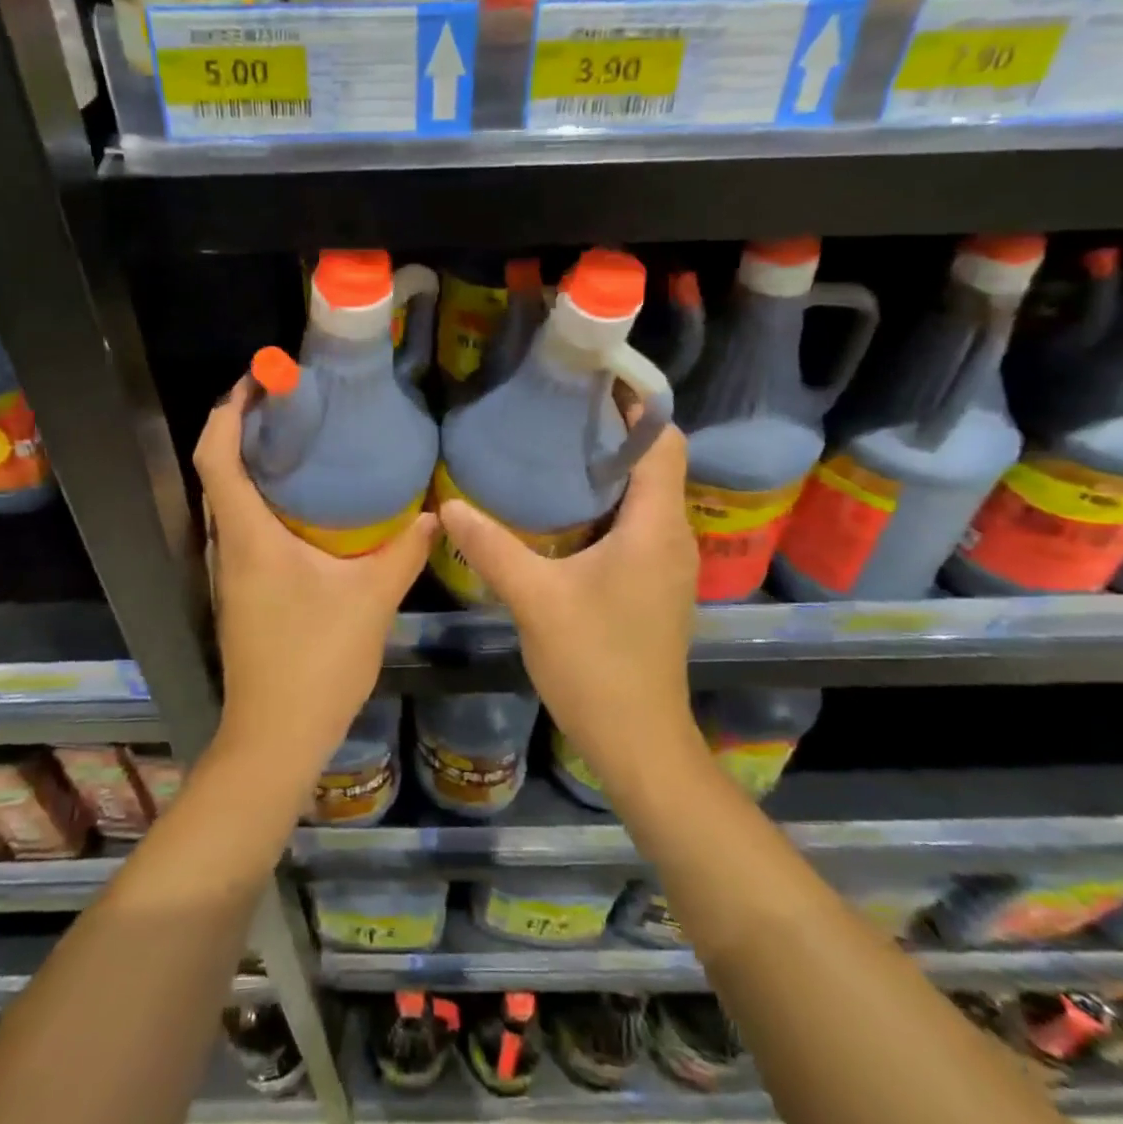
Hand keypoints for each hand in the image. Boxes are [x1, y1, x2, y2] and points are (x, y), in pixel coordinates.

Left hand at [193, 376, 437, 787]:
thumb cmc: (315, 662)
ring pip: (230, 501)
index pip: (217, 457)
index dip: (228, 412)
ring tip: (304, 442)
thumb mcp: (370, 601)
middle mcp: (228, 546)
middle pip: (218, 472)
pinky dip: (265, 500)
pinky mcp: (241, 591)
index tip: (257, 381)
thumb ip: (404, 552)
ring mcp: (230, 572)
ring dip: (254, 465)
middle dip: (244, 429)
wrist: (275, 737)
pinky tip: (308, 506)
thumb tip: (435, 514)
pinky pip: (244, 527)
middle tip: (293, 404)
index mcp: (248, 537)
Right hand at [437, 424, 695, 778]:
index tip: (595, 382)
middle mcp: (672, 537)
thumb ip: (492, 548)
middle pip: (655, 464)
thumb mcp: (535, 600)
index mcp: (655, 527)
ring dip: (610, 470)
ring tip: (556, 450)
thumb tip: (450, 505)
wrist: (638, 741)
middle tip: (559, 411)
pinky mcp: (656, 585)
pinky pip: (638, 524)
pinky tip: (564, 512)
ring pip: (646, 496)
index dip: (638, 406)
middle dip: (614, 433)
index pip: (663, 443)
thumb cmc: (595, 664)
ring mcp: (668, 564)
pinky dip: (609, 505)